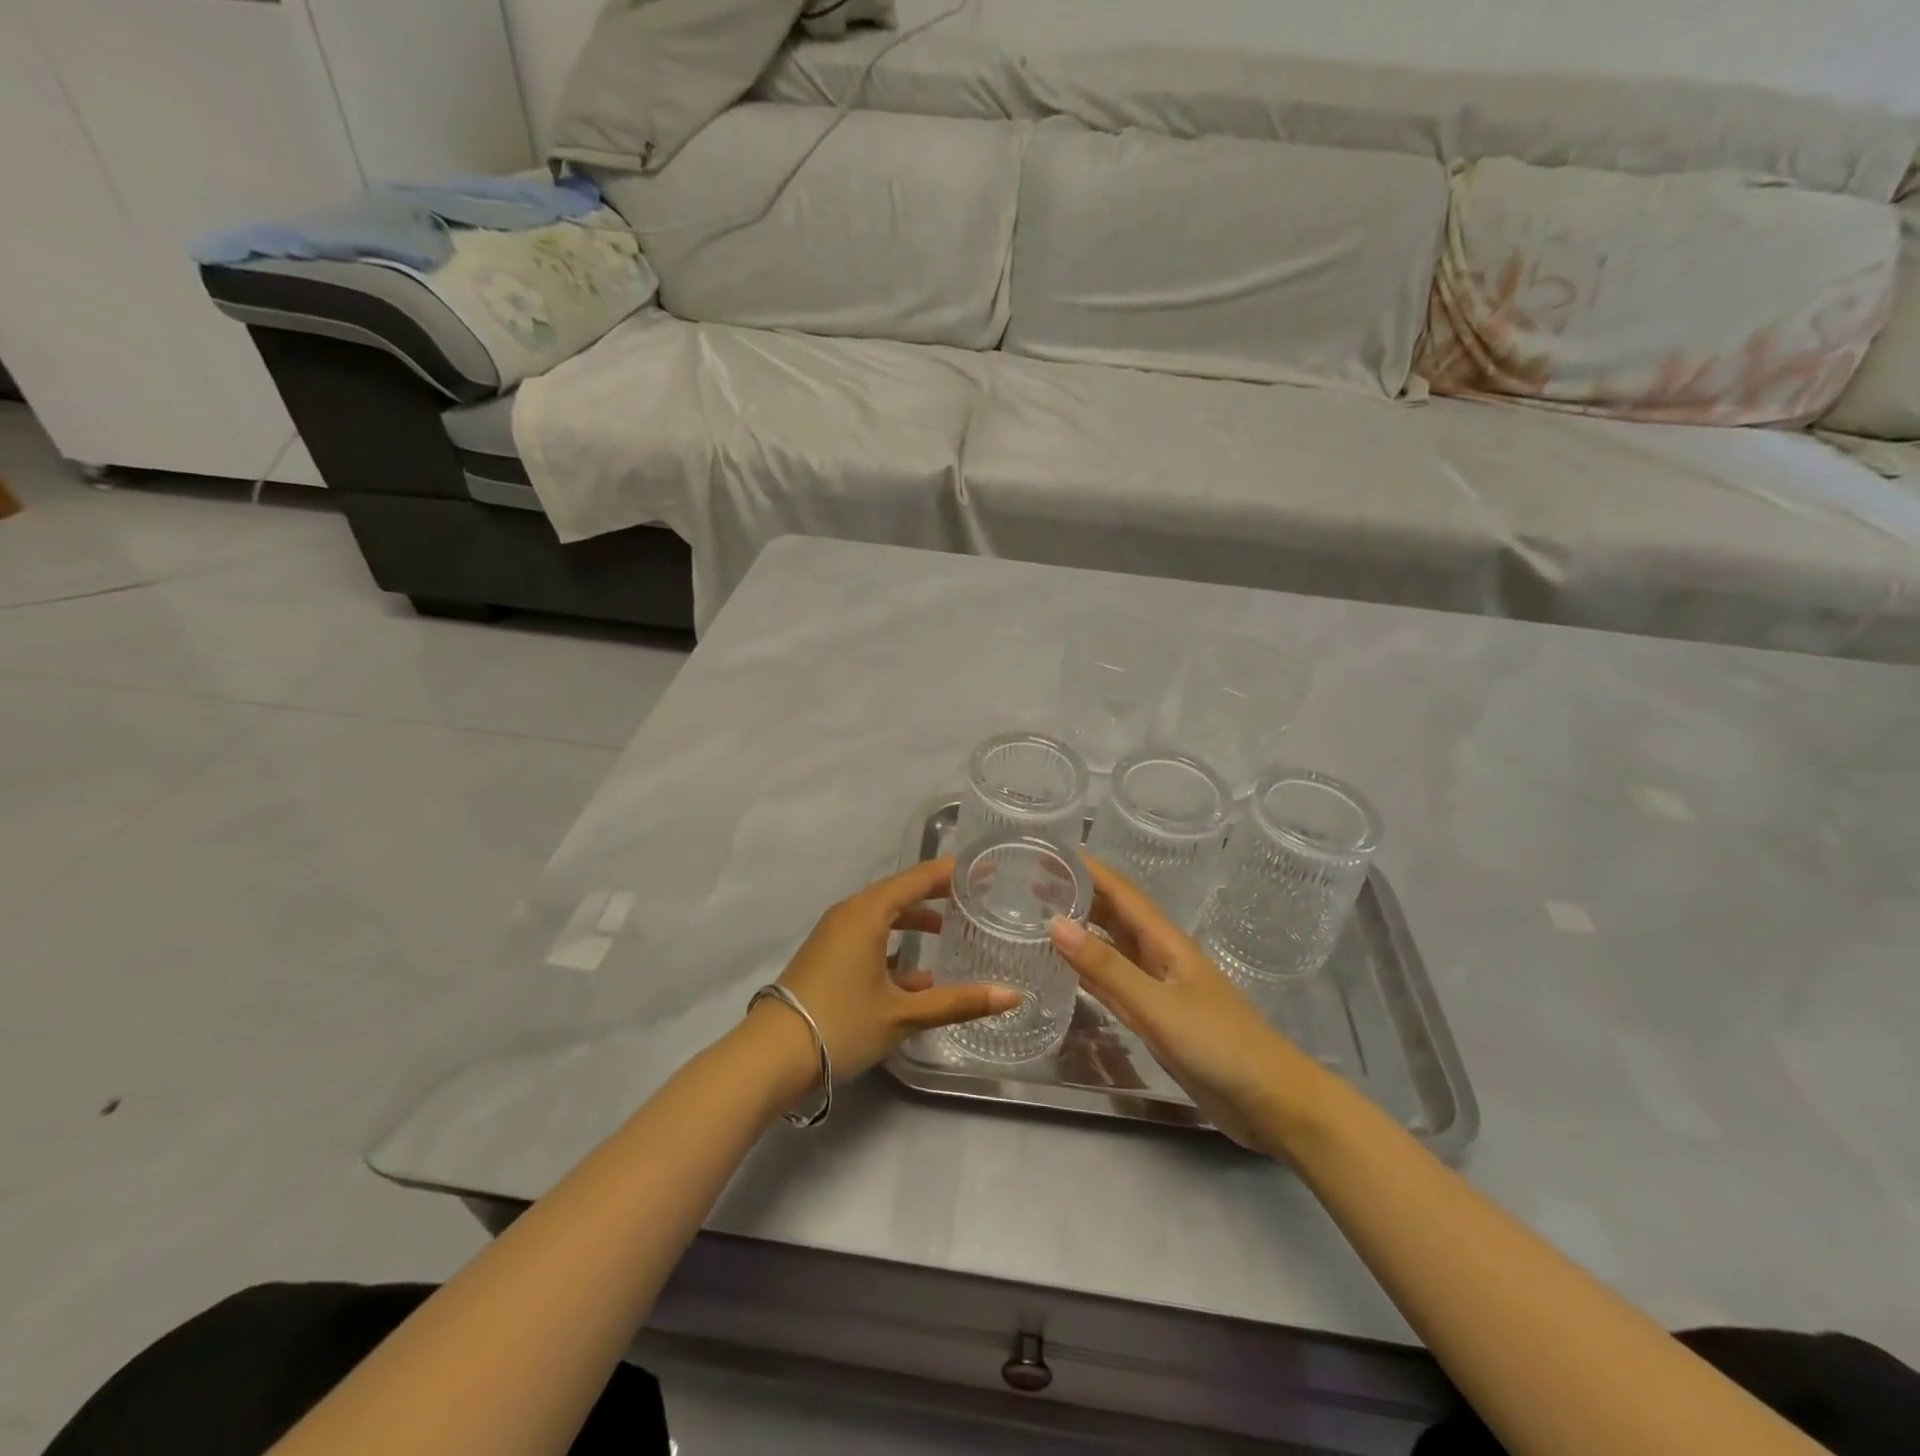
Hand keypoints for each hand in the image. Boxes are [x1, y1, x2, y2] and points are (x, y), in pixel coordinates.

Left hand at [769, 857, 1020, 1082]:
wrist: (770, 1056)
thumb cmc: (840, 1023)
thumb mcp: (903, 1014)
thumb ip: (958, 1002)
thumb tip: (1013, 995)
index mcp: (867, 912)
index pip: (917, 878)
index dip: (950, 872)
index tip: (981, 869)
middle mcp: (849, 914)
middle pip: (899, 893)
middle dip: (934, 894)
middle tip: (971, 896)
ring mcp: (833, 935)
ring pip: (882, 917)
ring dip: (912, 921)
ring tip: (946, 932)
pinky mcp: (826, 956)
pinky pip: (867, 936)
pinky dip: (892, 944)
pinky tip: (915, 975)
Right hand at [1049, 859, 1331, 1153]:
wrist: (1271, 1103)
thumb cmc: (1220, 1045)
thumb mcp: (1158, 1005)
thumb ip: (1107, 968)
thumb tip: (1055, 922)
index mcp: (1166, 942)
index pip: (1121, 893)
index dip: (1089, 870)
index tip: (1052, 851)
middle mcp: (1160, 957)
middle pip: (1116, 915)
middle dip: (1080, 895)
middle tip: (1034, 881)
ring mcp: (1159, 989)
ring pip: (1113, 948)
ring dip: (1083, 929)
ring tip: (1042, 915)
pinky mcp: (1157, 1019)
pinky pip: (1115, 984)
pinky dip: (1091, 971)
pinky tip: (1069, 968)